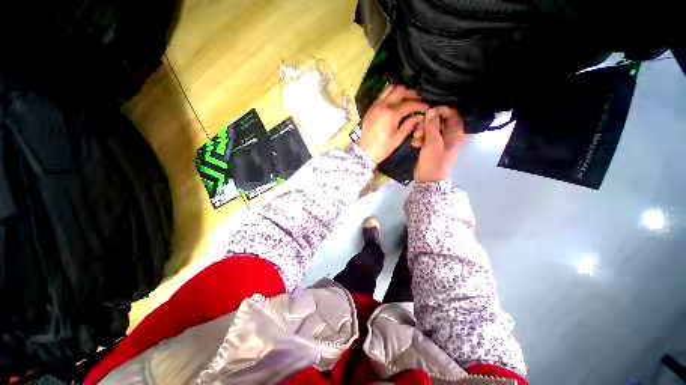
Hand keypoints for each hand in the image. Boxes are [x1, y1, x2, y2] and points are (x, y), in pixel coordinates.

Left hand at [359, 85, 428, 164]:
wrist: (365, 152)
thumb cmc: (383, 148)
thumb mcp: (398, 138)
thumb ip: (409, 124)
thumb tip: (420, 116)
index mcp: (390, 114)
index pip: (409, 104)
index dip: (420, 105)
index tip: (427, 107)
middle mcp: (382, 105)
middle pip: (400, 91)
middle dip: (411, 94)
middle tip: (418, 101)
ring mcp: (375, 106)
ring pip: (390, 89)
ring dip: (400, 91)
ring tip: (407, 99)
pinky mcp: (370, 108)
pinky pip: (382, 95)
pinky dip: (390, 95)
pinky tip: (395, 102)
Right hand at [411, 106, 464, 182]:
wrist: (428, 179)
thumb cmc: (433, 161)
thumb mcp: (432, 142)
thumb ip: (432, 125)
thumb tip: (431, 110)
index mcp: (454, 134)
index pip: (452, 115)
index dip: (441, 111)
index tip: (429, 112)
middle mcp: (448, 136)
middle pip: (439, 121)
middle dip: (427, 124)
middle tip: (419, 130)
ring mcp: (439, 141)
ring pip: (430, 129)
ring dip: (421, 132)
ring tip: (416, 140)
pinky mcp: (431, 147)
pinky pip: (425, 137)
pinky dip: (420, 139)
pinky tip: (415, 144)